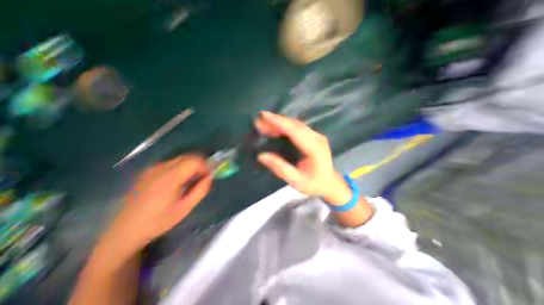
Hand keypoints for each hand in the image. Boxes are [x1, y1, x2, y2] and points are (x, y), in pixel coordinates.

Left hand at [99, 155, 211, 257]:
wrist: (125, 230)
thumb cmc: (158, 221)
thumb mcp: (185, 208)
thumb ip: (200, 190)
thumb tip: (210, 177)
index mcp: (170, 178)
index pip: (194, 161)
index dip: (205, 165)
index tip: (209, 175)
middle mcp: (160, 168)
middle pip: (187, 157)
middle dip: (199, 164)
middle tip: (203, 176)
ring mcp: (152, 169)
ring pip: (179, 159)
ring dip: (190, 166)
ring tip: (192, 179)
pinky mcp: (147, 172)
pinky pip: (170, 163)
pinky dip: (180, 167)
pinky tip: (178, 181)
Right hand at [257, 110, 352, 205]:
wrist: (329, 183)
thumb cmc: (313, 184)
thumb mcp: (296, 181)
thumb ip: (280, 168)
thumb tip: (261, 156)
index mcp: (315, 149)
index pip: (295, 131)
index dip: (279, 122)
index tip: (264, 116)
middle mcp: (317, 138)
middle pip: (295, 125)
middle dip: (276, 121)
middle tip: (259, 120)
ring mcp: (317, 136)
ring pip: (296, 124)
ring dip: (280, 122)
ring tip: (264, 123)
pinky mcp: (314, 136)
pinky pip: (298, 127)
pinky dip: (285, 126)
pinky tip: (275, 128)